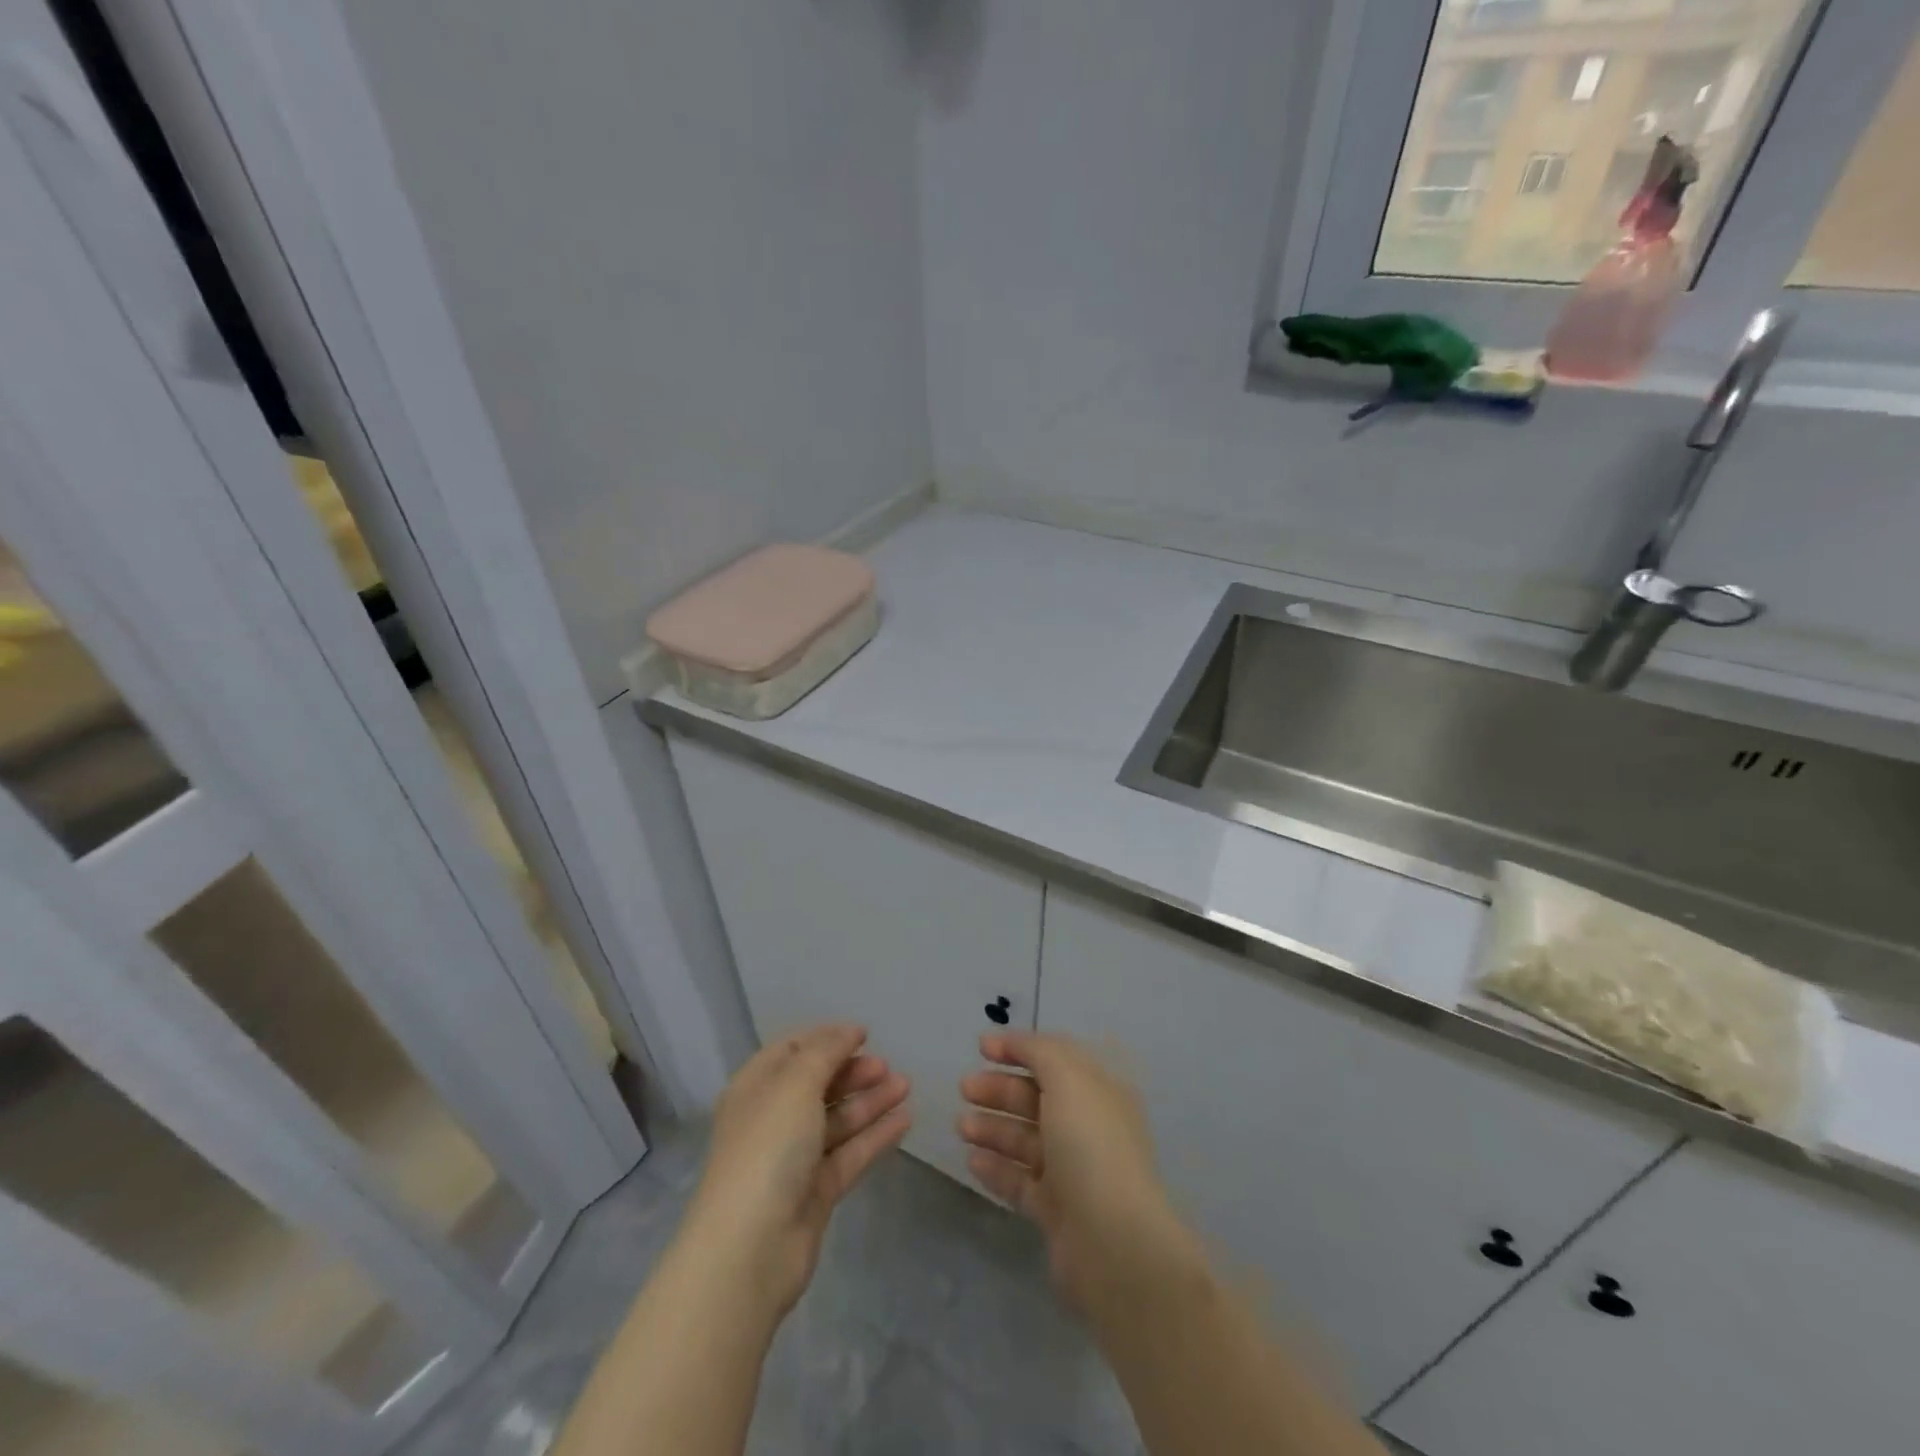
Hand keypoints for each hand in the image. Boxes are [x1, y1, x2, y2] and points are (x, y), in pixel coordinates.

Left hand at [682, 1024, 909, 1321]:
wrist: (750, 1249)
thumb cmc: (767, 1148)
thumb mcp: (795, 1084)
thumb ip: (826, 1052)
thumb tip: (850, 1031)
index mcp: (755, 1088)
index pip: (791, 1050)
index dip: (826, 1038)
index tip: (864, 1034)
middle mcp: (772, 1119)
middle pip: (817, 1085)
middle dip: (853, 1072)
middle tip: (887, 1066)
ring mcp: (793, 1158)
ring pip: (837, 1120)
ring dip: (870, 1101)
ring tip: (906, 1086)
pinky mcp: (815, 1192)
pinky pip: (849, 1153)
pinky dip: (874, 1135)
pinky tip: (904, 1120)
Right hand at [959, 1031, 1200, 1315]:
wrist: (1112, 1242)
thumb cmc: (1091, 1145)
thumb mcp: (1067, 1079)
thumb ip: (1039, 1052)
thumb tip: (1016, 1042)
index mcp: (1099, 1091)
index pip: (1055, 1058)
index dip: (1019, 1048)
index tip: (981, 1046)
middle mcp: (1088, 1126)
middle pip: (1036, 1098)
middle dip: (999, 1089)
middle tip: (964, 1088)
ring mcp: (1072, 1170)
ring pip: (1025, 1139)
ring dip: (992, 1128)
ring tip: (961, 1126)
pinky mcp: (1056, 1210)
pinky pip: (1020, 1180)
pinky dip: (996, 1168)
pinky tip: (972, 1160)